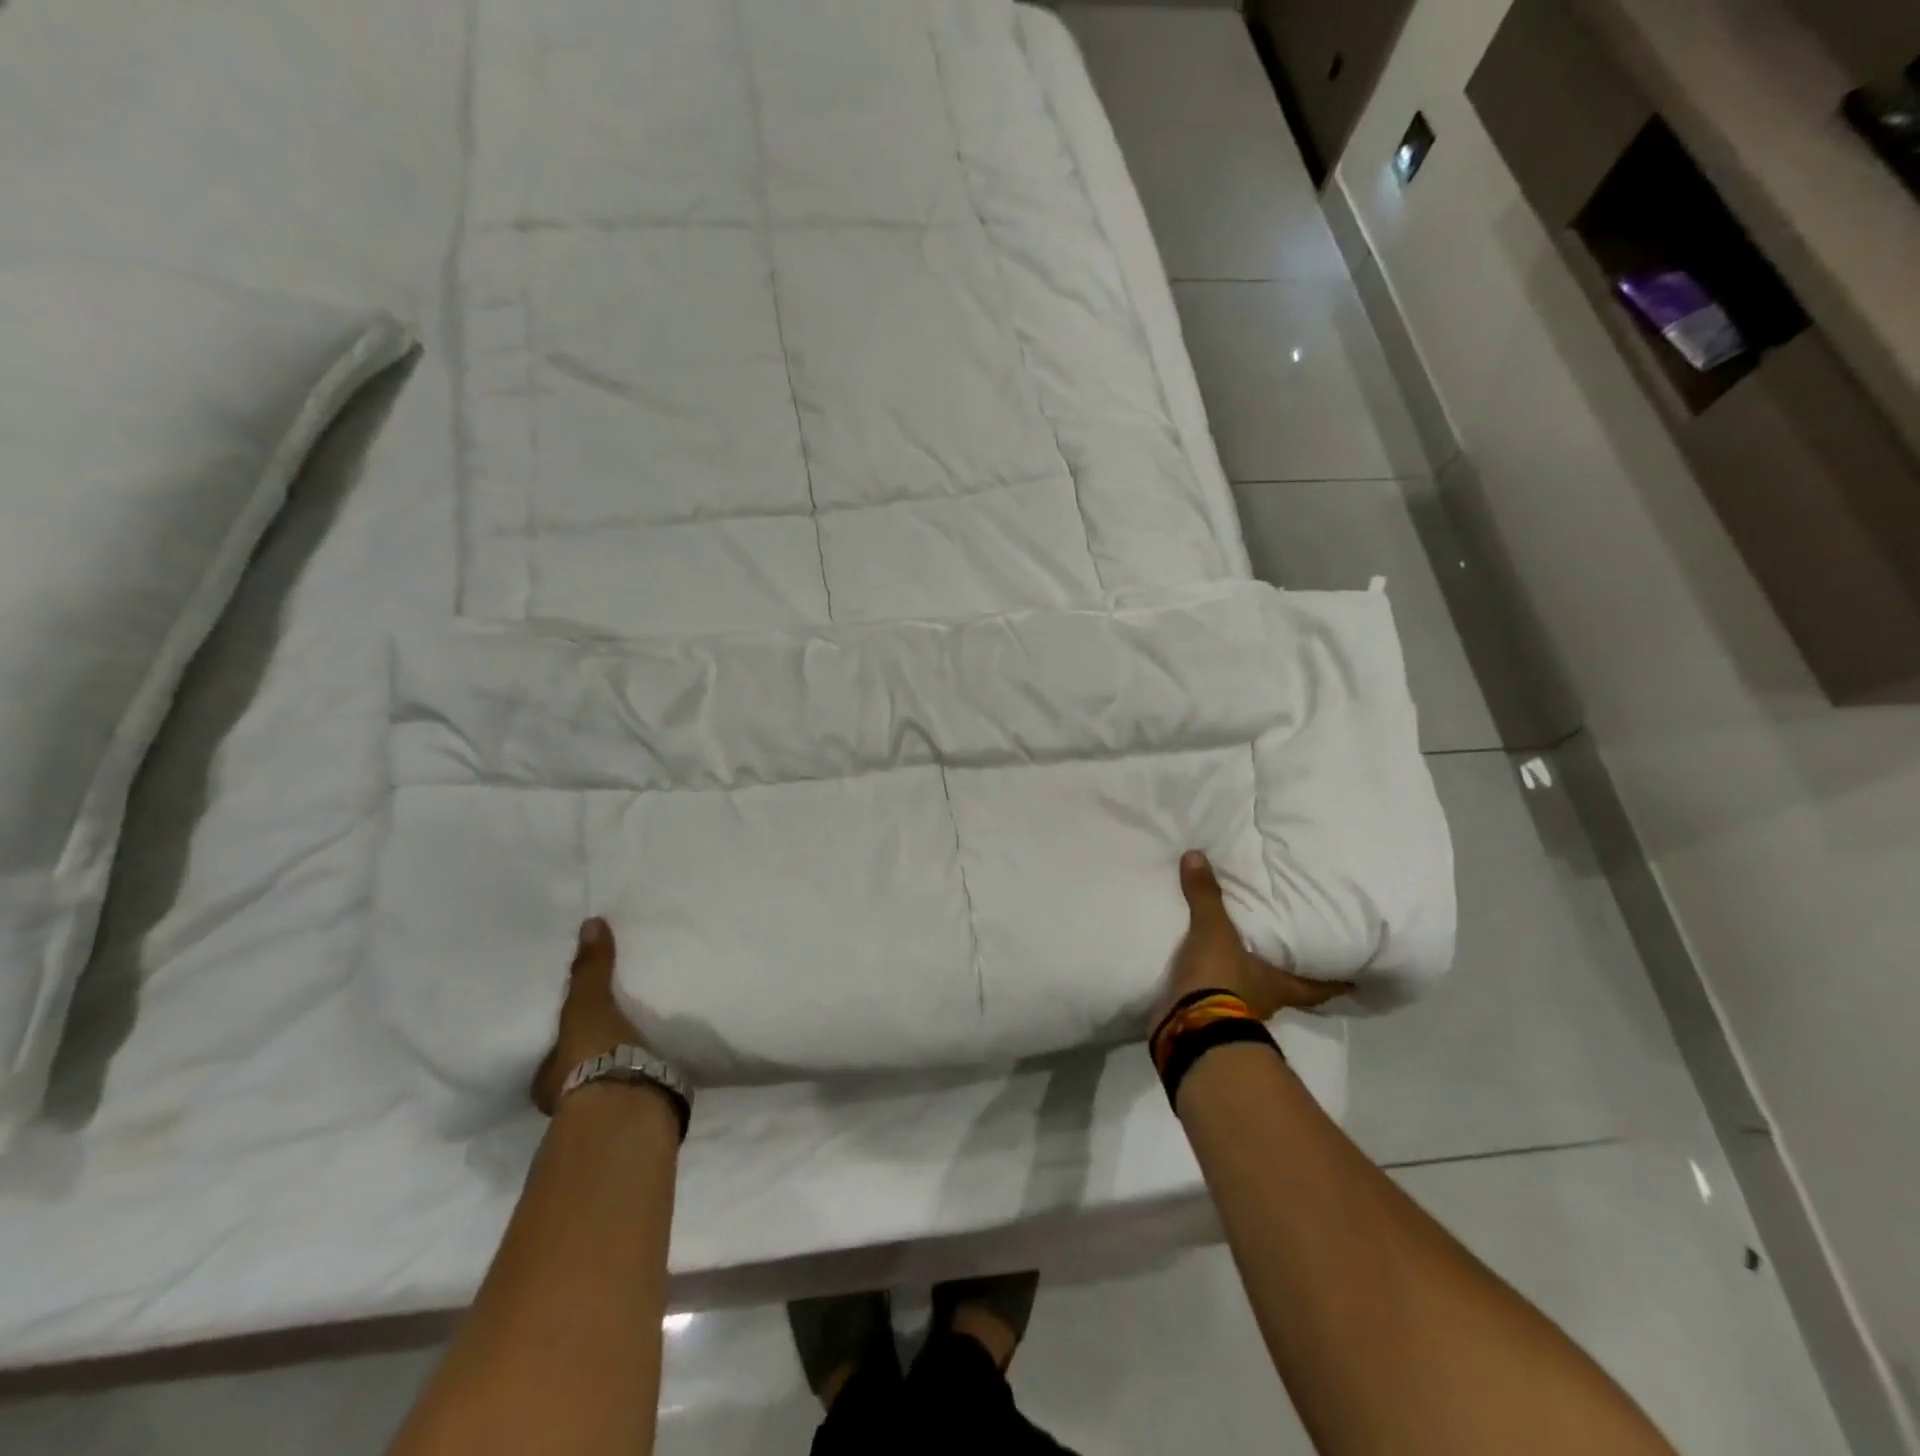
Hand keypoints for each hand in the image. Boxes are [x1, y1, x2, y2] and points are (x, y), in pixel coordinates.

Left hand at [532, 917, 645, 1114]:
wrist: (629, 1106)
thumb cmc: (594, 1056)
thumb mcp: (587, 1006)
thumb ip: (590, 969)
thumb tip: (591, 923)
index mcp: (547, 1081)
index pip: (551, 1058)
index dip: (562, 1044)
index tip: (577, 1028)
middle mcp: (566, 1104)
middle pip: (576, 1074)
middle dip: (591, 1059)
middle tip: (612, 1035)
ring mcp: (601, 1115)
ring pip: (606, 1087)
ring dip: (619, 1071)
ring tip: (641, 1048)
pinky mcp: (636, 1120)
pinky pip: (637, 1094)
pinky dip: (645, 1082)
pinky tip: (659, 1068)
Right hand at [1152, 851, 1349, 1029]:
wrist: (1188, 1027)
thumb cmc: (1220, 979)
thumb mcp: (1214, 932)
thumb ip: (1207, 896)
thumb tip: (1197, 854)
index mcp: (1281, 986)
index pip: (1319, 985)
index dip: (1337, 980)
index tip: (1356, 975)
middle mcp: (1267, 1002)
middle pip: (1287, 988)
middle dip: (1288, 972)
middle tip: (1292, 950)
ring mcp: (1237, 1013)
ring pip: (1251, 992)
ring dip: (1248, 976)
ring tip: (1241, 951)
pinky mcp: (1208, 1018)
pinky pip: (1216, 996)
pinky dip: (1213, 983)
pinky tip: (1204, 967)